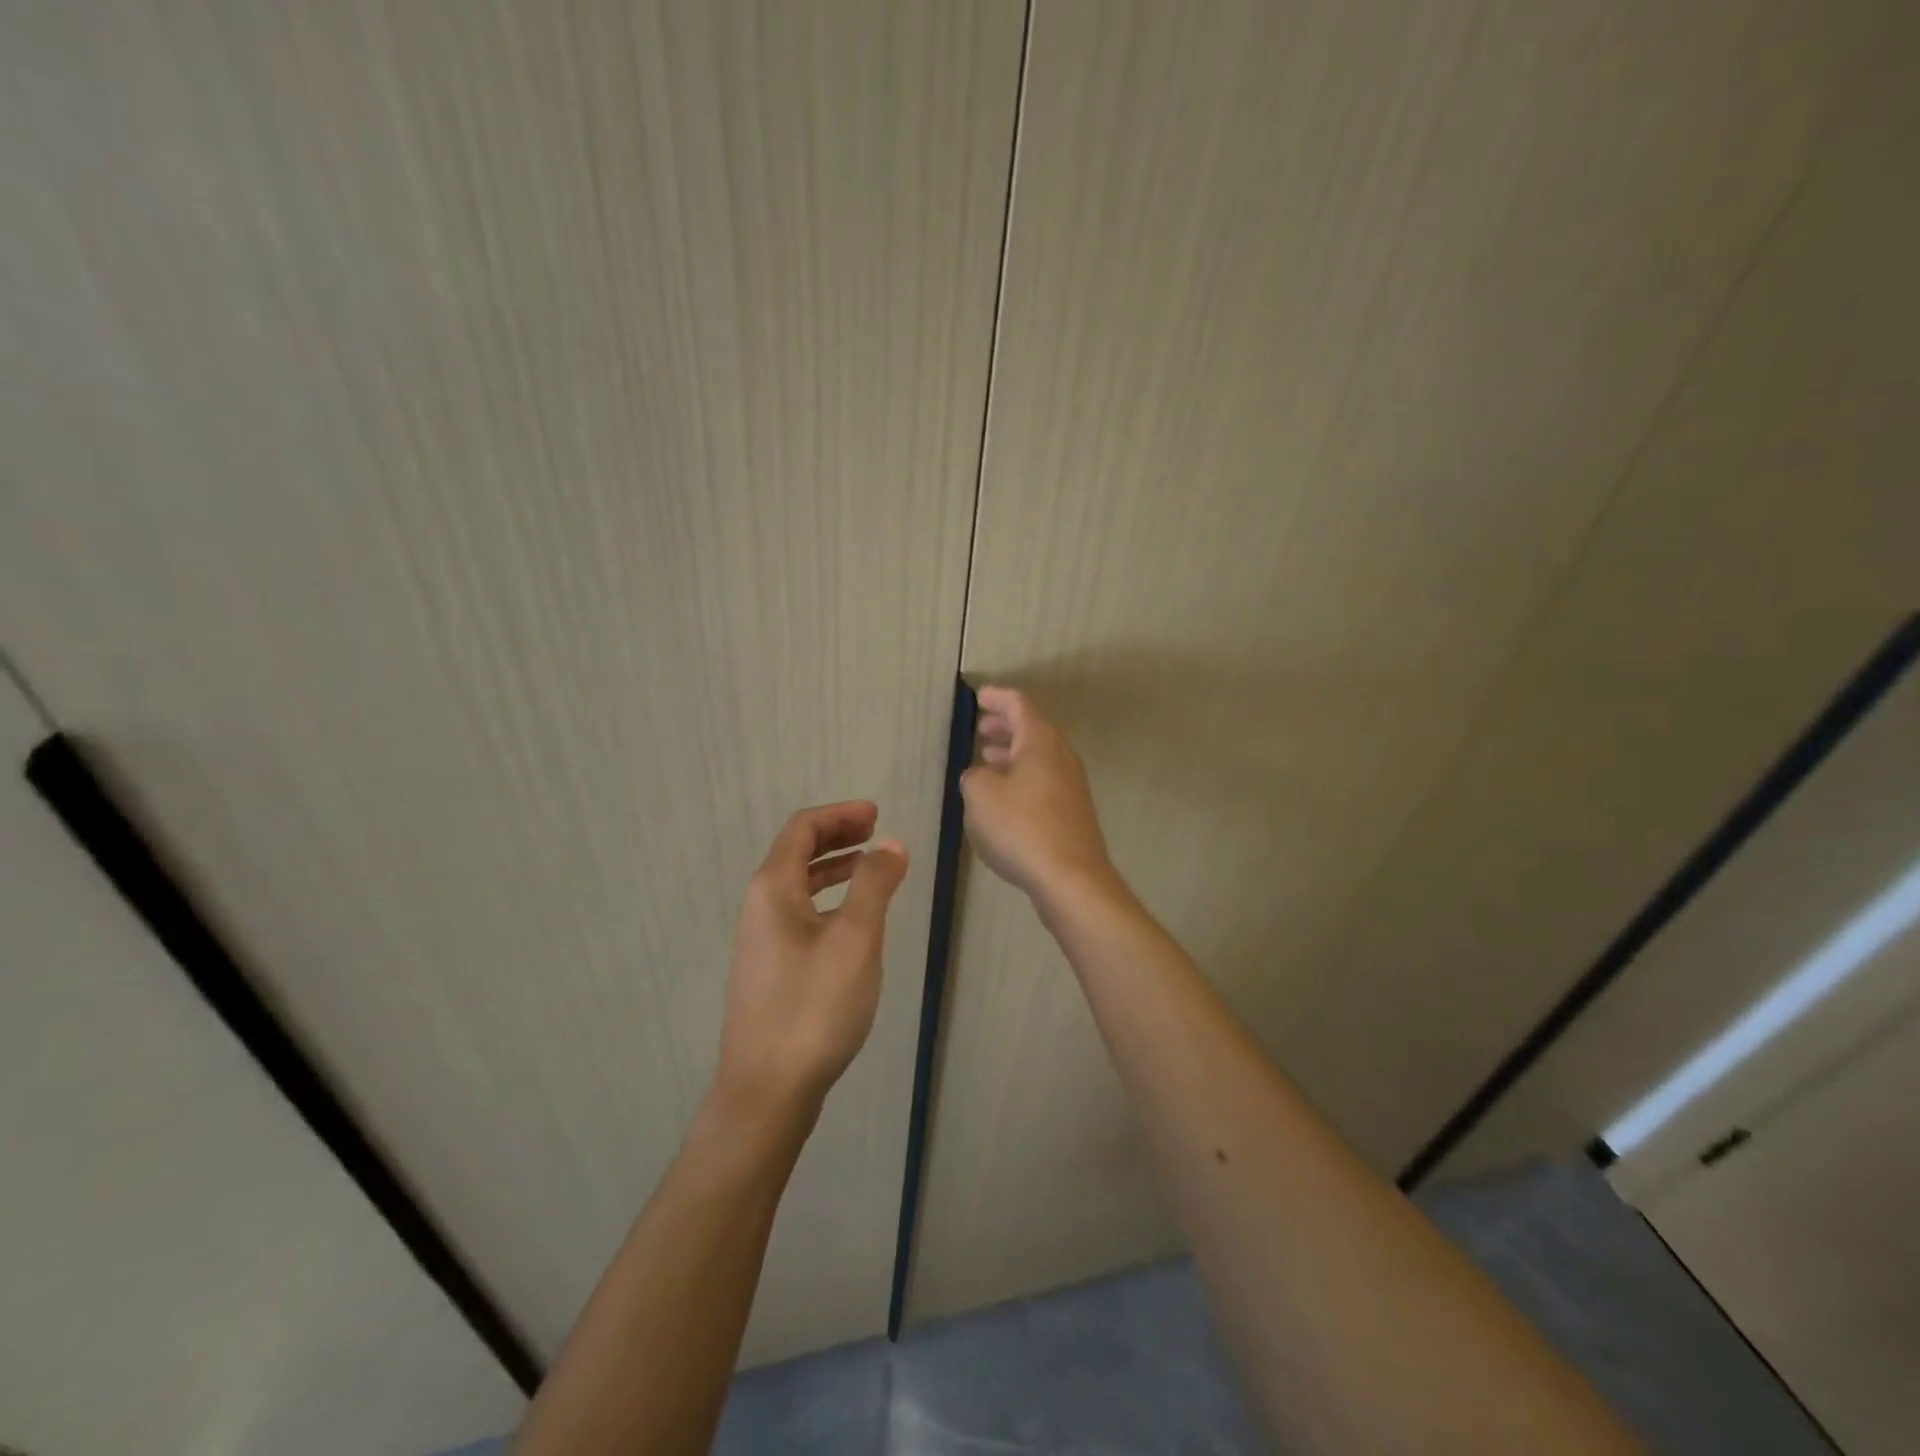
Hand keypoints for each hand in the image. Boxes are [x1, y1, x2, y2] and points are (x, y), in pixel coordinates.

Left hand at [713, 802, 908, 1122]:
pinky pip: (799, 915)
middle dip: (836, 836)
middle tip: (875, 832)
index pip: (802, 829)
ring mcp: (761, 942)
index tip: (876, 814)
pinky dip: (827, 900)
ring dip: (832, 868)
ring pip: (797, 887)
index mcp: (773, 889)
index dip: (840, 815)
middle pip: (796, 853)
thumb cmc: (814, 1007)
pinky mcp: (769, 971)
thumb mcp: (855, 938)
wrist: (768, 1091)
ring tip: (870, 868)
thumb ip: (874, 884)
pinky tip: (852, 922)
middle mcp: (759, 908)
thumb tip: (891, 844)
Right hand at [960, 686, 1115, 904]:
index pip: (1019, 705)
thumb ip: (974, 776)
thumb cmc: (1021, 828)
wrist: (1071, 879)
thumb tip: (980, 775)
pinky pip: (1044, 783)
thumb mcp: (981, 796)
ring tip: (987, 761)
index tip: (979, 697)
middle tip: (982, 729)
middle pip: (1033, 731)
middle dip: (1005, 727)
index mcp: (1040, 742)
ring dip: (1012, 755)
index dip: (998, 698)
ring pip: (1039, 759)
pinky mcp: (1073, 814)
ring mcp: (1072, 787)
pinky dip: (1022, 779)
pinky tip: (1005, 799)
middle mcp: (1061, 757)